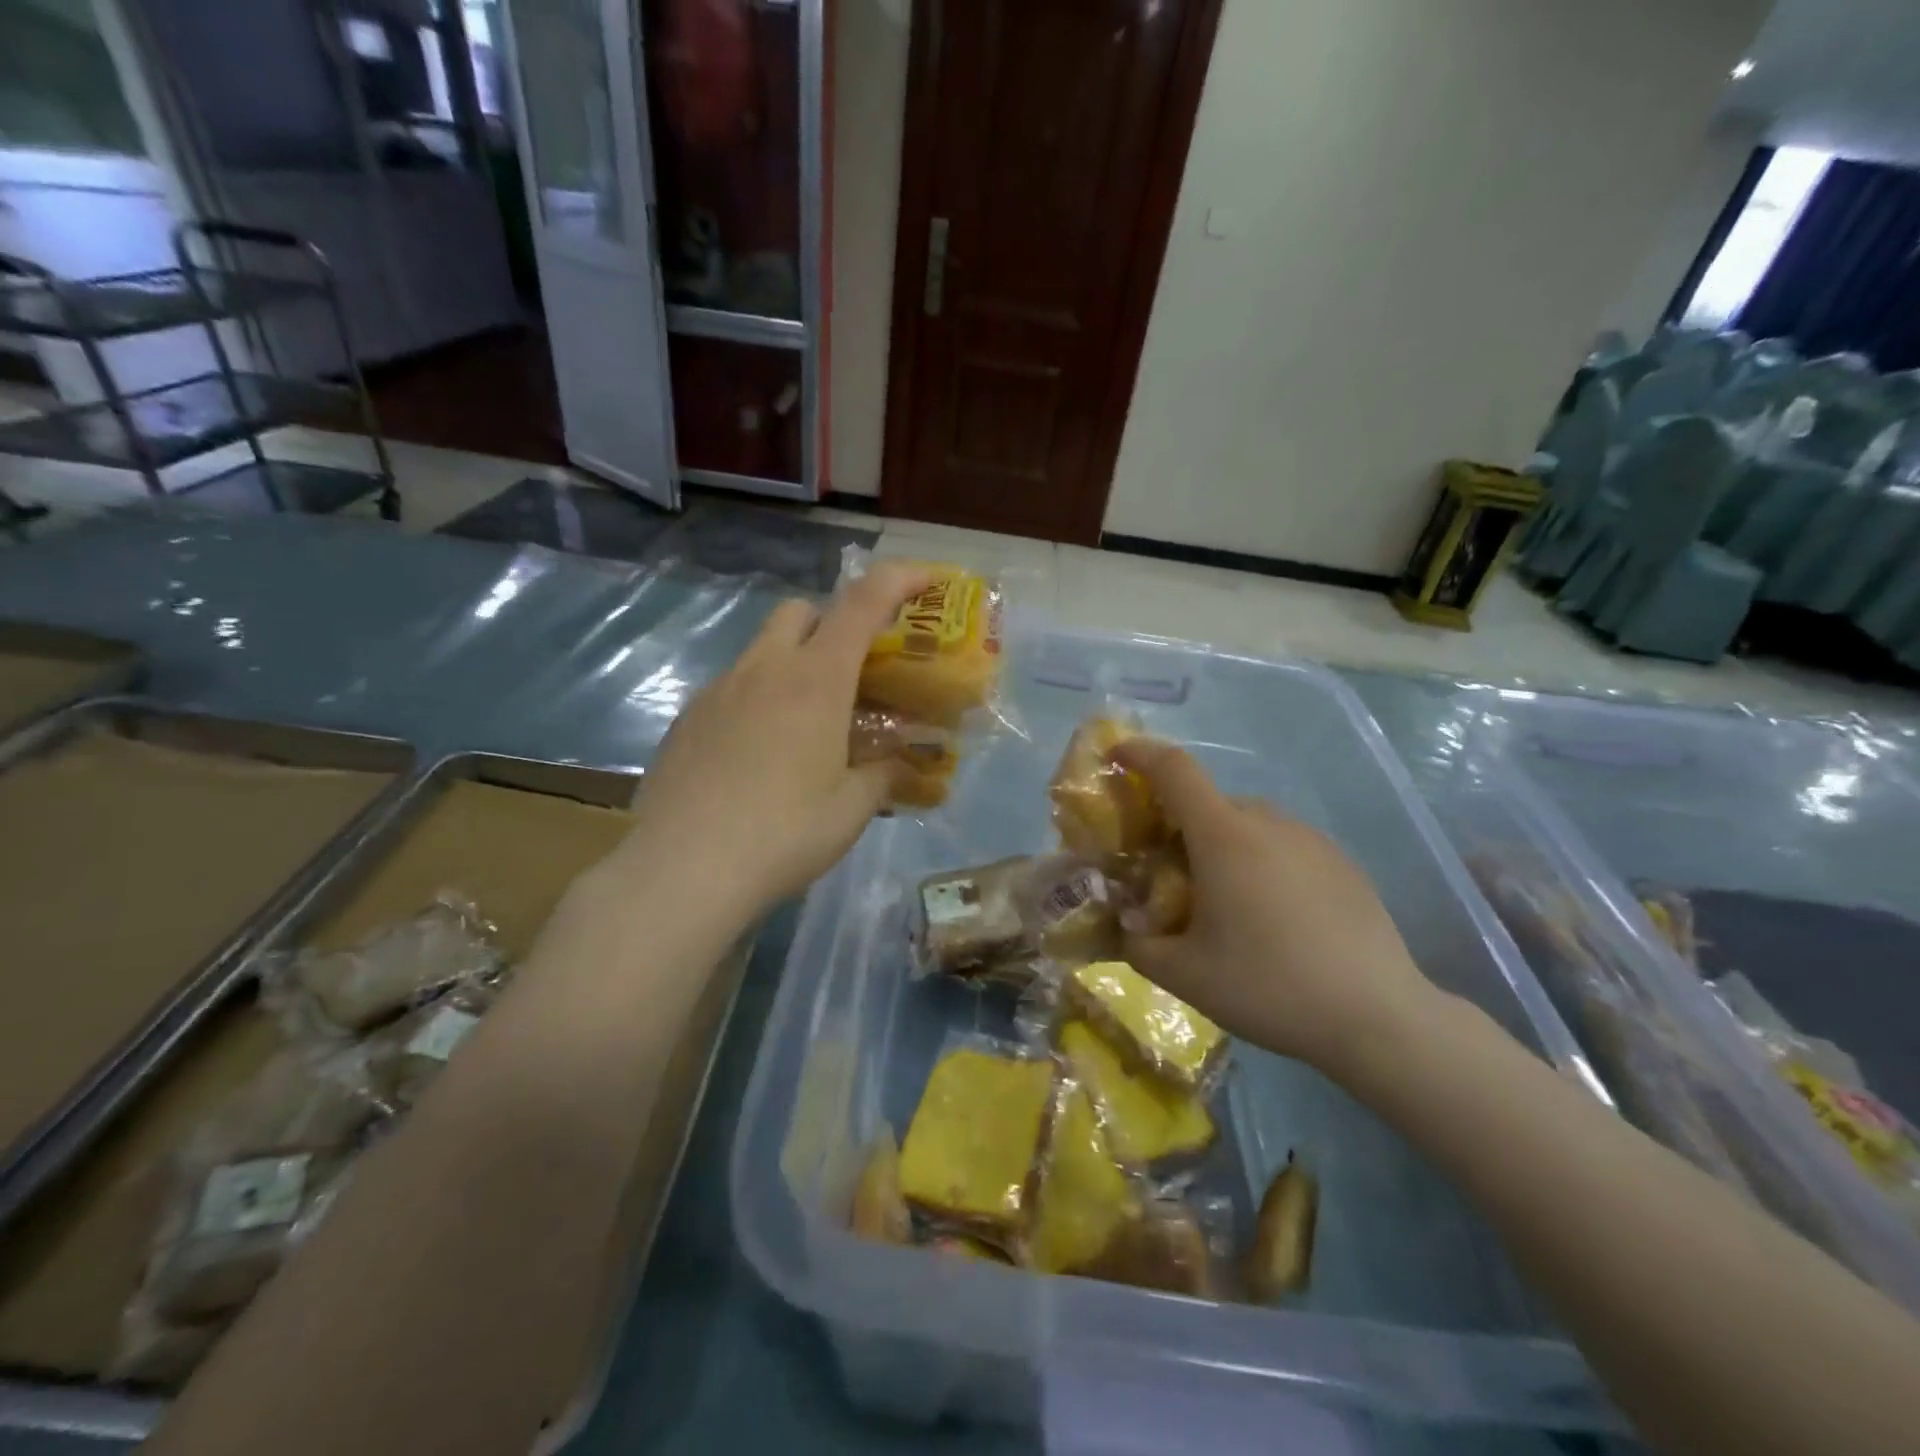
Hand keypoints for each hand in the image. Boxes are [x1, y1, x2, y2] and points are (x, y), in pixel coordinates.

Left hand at [615, 562, 932, 916]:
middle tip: (853, 672)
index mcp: (815, 680)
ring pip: (763, 649)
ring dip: (793, 664)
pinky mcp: (688, 719)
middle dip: (832, 623)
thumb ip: (884, 775)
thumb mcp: (852, 809)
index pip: (862, 603)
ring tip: (807, 724)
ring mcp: (719, 691)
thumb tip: (903, 765)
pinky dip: (759, 699)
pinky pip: (733, 687)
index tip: (926, 579)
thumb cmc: (784, 833)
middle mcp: (765, 669)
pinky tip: (760, 755)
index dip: (900, 579)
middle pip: (801, 610)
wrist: (684, 869)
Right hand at [1114, 741, 1440, 1076]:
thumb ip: (1137, 944)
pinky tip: (1272, 918)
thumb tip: (1125, 928)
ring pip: (1248, 825)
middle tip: (1167, 875)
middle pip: (1208, 804)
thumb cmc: (1268, 986)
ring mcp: (1311, 840)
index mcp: (1223, 836)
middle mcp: (1268, 823)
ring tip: (1223, 904)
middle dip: (1178, 826)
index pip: (1175, 770)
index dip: (1141, 754)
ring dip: (1221, 847)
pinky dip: (1261, 863)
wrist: (1377, 1018)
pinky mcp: (1342, 864)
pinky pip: (1284, 847)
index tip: (1117, 755)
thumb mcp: (1184, 975)